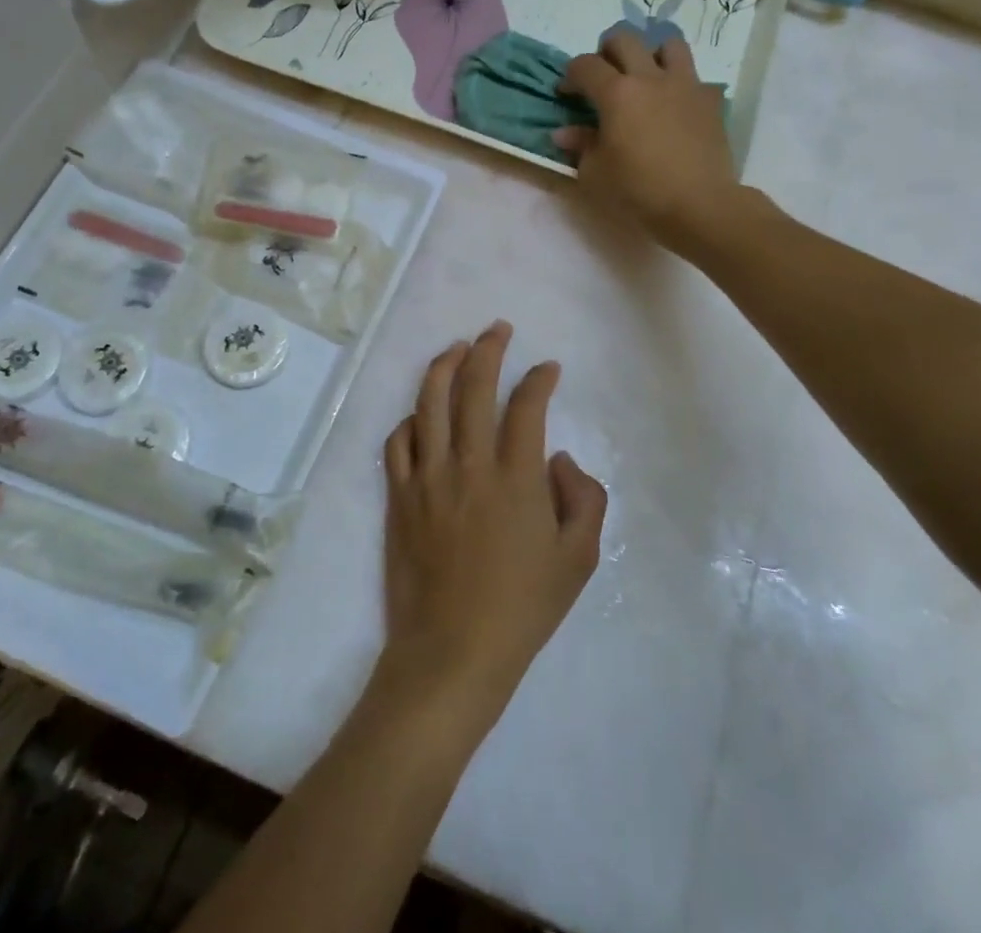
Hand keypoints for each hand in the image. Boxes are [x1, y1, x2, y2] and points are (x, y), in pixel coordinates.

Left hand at [376, 324, 606, 726]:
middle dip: (488, 349)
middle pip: (474, 386)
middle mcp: (469, 463)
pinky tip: (420, 413)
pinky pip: (397, 442)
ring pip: (429, 402)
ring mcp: (428, 476)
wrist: (452, 652)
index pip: (526, 405)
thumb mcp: (578, 560)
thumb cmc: (522, 607)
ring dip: (443, 366)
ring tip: (456, 347)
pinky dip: (410, 419)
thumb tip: (558, 458)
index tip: (548, 368)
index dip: (539, 378)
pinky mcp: (399, 496)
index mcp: (516, 476)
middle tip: (497, 330)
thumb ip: (583, 498)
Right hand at [555, 33, 745, 251]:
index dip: (570, 75)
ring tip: (644, 78)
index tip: (566, 94)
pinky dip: (680, 84)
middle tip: (603, 76)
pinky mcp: (710, 100)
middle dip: (606, 51)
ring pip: (668, 44)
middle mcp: (650, 78)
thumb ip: (580, 146)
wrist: (699, 205)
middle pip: (625, 39)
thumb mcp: (595, 174)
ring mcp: (685, 85)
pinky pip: (694, 77)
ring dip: (651, 54)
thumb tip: (565, 133)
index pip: (585, 65)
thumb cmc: (639, 190)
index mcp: (616, 93)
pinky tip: (674, 106)